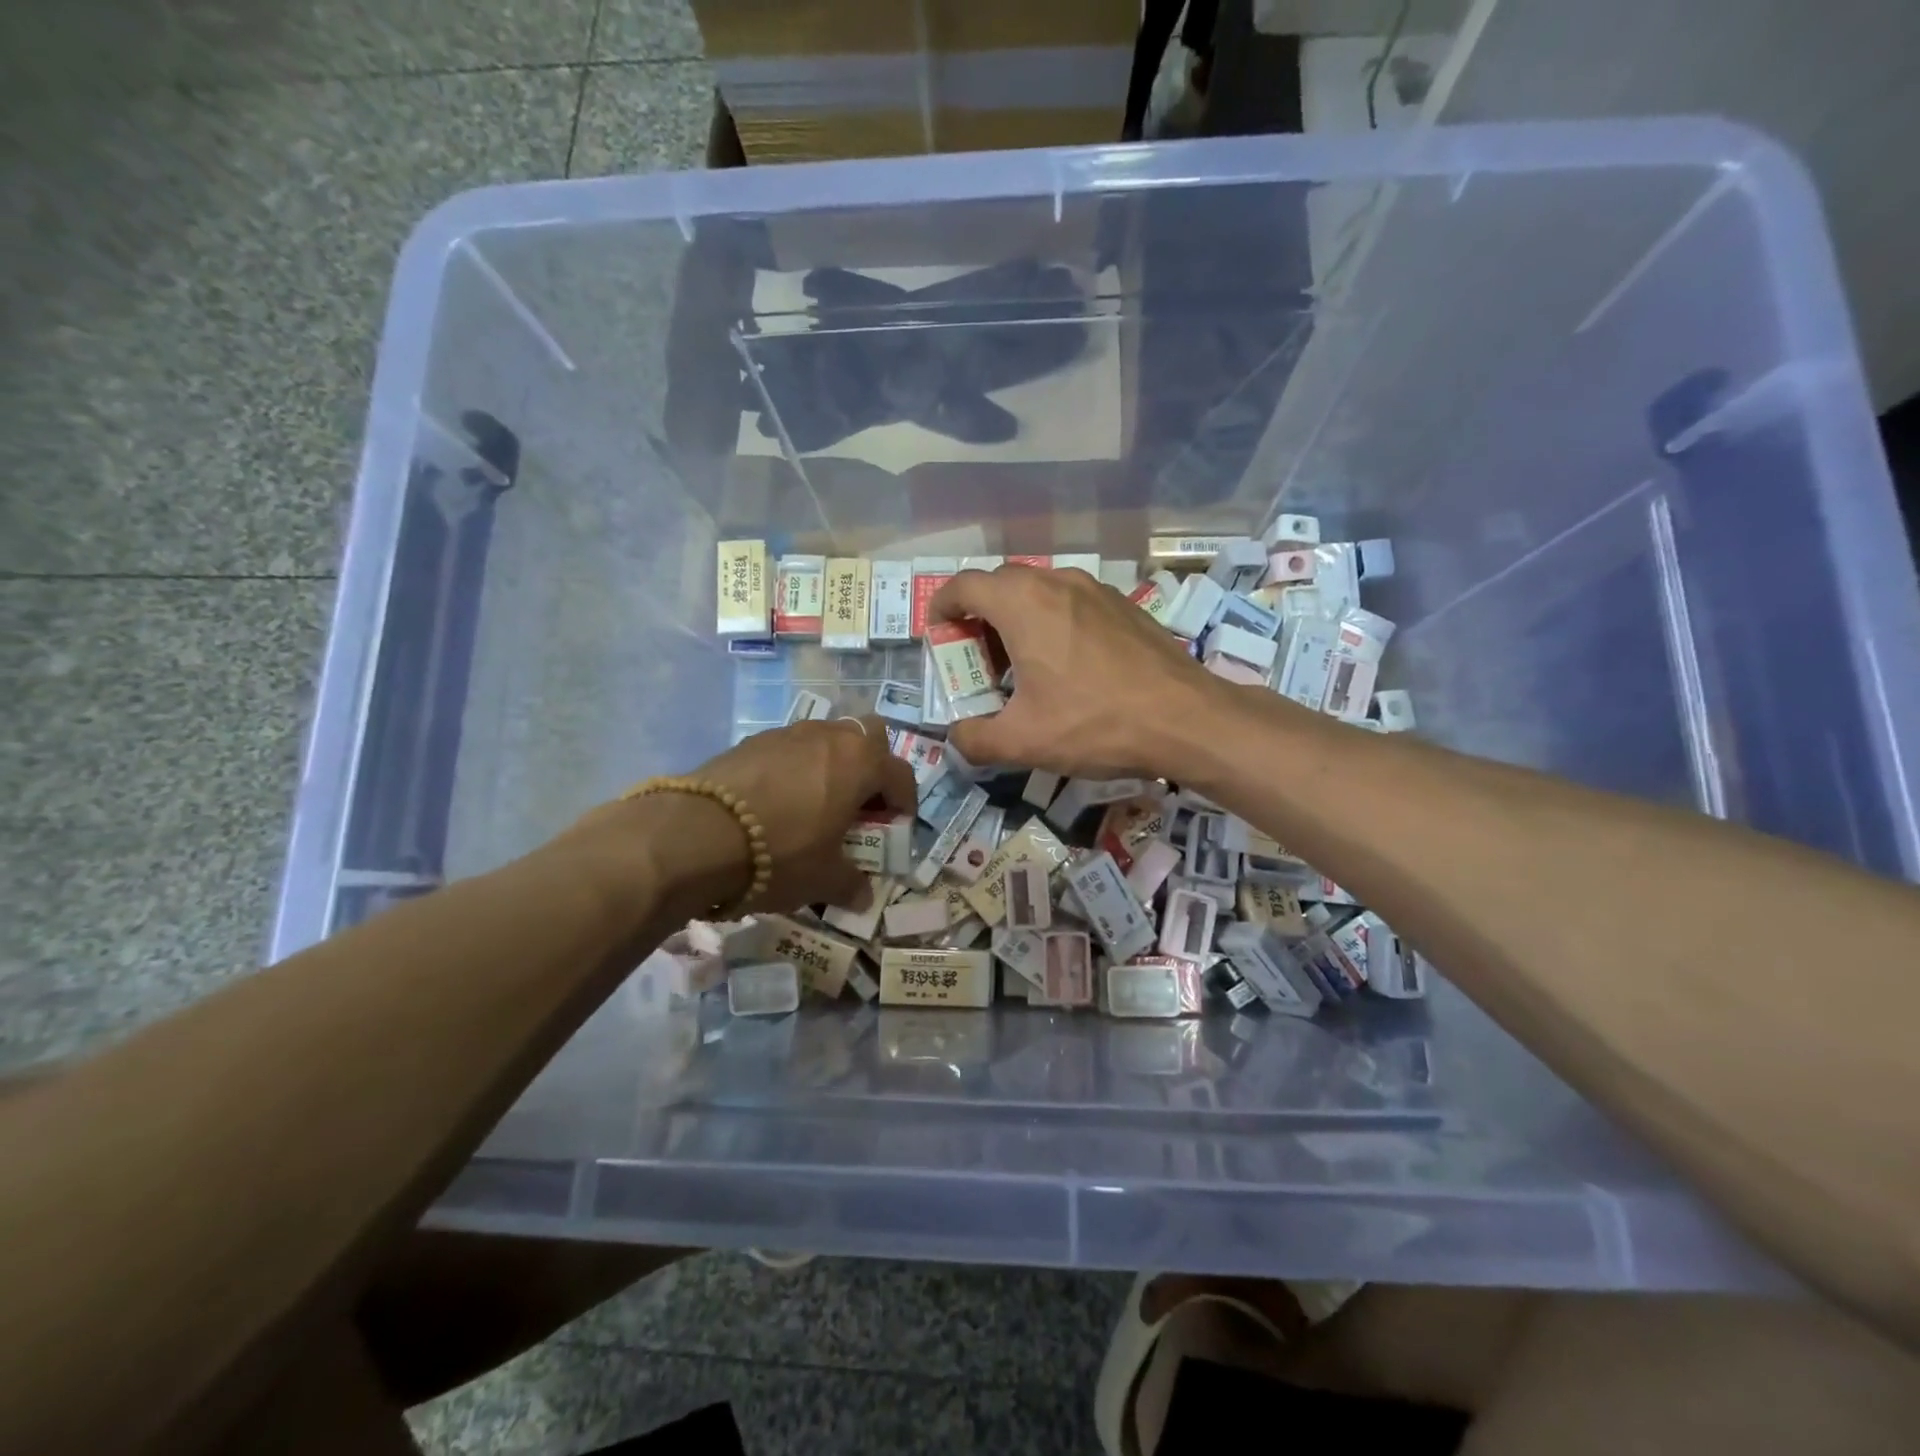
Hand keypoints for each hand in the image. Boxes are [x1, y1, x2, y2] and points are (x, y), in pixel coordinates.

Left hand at [692, 715, 916, 910]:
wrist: (697, 835)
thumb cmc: (780, 854)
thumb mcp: (823, 879)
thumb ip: (850, 884)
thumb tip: (863, 896)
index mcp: (860, 763)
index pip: (900, 774)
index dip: (905, 800)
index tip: (899, 823)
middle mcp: (829, 737)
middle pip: (868, 736)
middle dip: (872, 765)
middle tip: (861, 802)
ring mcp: (787, 733)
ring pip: (825, 737)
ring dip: (832, 763)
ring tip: (818, 801)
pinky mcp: (751, 741)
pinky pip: (789, 748)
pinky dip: (795, 767)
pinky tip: (777, 801)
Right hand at [929, 565, 1228, 777]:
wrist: (1187, 719)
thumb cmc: (1095, 723)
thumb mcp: (1023, 741)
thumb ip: (975, 739)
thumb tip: (956, 738)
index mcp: (1023, 603)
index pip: (964, 585)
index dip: (941, 606)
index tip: (936, 632)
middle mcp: (1057, 583)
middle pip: (1001, 584)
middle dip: (978, 615)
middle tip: (976, 658)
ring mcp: (1096, 590)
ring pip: (1040, 591)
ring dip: (1017, 618)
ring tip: (1019, 663)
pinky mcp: (1124, 606)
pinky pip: (1072, 603)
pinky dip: (1053, 622)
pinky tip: (1066, 664)